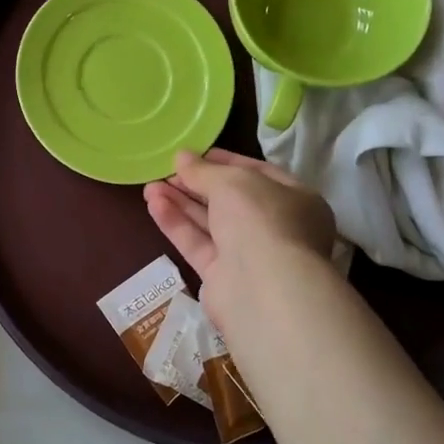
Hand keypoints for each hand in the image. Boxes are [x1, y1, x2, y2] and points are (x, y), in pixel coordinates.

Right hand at [143, 149, 336, 324]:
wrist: (264, 289)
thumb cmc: (261, 220)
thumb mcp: (232, 182)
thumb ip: (203, 170)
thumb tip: (181, 157)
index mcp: (294, 199)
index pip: (257, 174)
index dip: (224, 161)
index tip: (194, 154)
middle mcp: (275, 227)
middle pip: (230, 200)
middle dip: (196, 184)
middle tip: (166, 170)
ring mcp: (249, 254)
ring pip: (210, 223)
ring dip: (180, 202)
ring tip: (149, 186)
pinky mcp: (223, 277)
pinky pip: (197, 244)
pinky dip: (177, 224)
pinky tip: (154, 205)